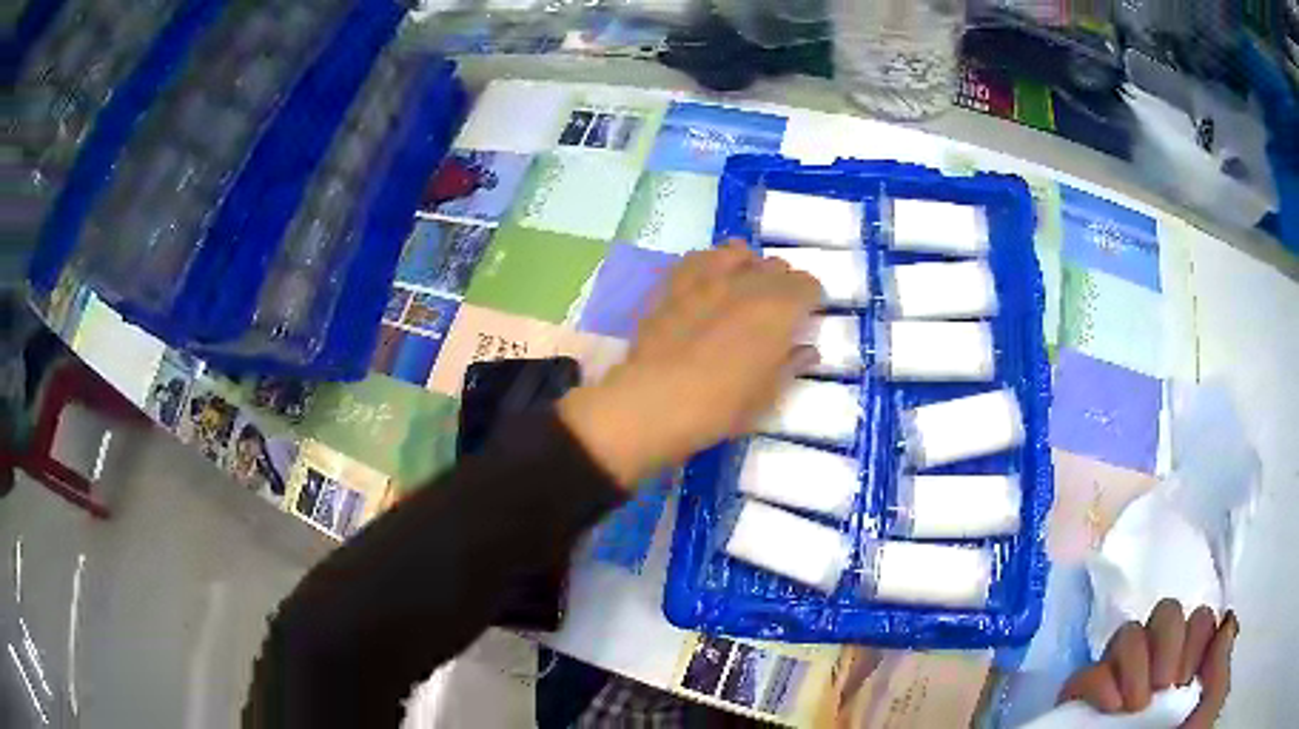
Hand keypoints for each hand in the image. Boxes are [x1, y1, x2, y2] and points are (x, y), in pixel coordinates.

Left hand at [558, 241, 821, 488]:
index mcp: (780, 308)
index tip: (805, 318)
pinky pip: (699, 257)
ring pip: (738, 251)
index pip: (809, 285)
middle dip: (782, 284)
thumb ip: (791, 365)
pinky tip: (707, 284)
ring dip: (748, 266)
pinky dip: (710, 264)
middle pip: (776, 266)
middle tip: (775, 311)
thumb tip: (807, 350)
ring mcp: (707, 276)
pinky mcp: (673, 282)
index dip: (811, 301)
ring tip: (743, 289)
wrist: (654, 402)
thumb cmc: (721, 407)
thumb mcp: (768, 395)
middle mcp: (748, 281)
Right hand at [1058, 599, 1237, 726]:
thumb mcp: (1208, 708)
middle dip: (1167, 641)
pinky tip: (1110, 708)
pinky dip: (1098, 683)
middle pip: (1164, 614)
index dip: (1196, 635)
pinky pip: (1084, 674)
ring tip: (1134, 707)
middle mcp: (1156, 670)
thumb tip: (1227, 622)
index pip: (1197, 618)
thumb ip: (1220, 666)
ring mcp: (1119, 686)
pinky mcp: (1082, 706)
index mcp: (1188, 668)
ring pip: (1126, 635)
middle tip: (1163, 687)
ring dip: (1134, 662)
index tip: (1187, 677)